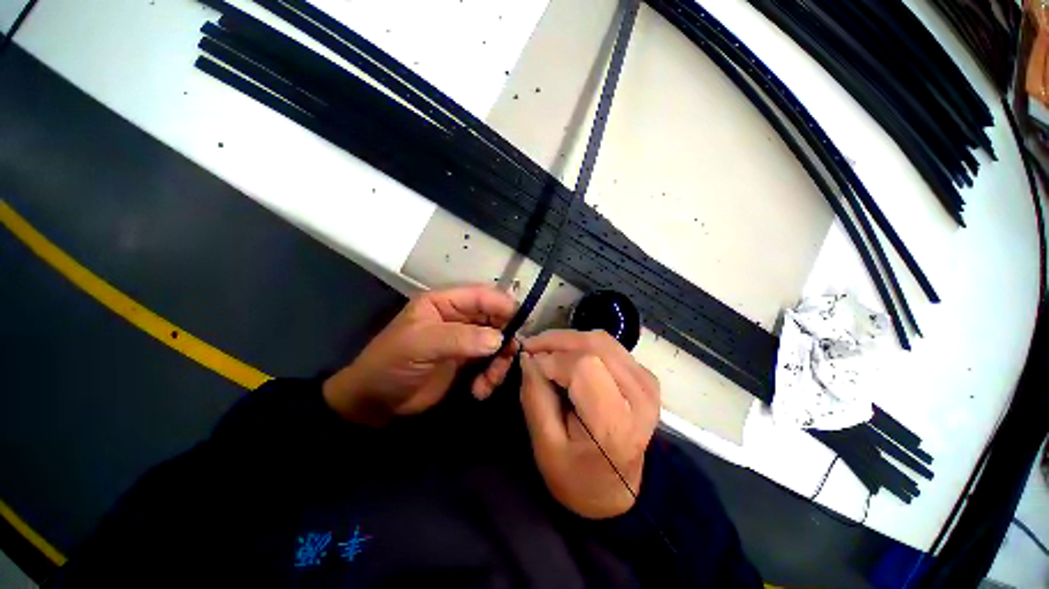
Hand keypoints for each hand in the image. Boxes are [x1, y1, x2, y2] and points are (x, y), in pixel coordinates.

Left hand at [323, 286, 517, 425]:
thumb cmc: (391, 365)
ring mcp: (465, 340)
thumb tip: (499, 339)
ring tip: (489, 381)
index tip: (521, 323)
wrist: (376, 403)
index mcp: (445, 303)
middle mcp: (459, 318)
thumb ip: (459, 338)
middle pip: (496, 319)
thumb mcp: (420, 345)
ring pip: (497, 342)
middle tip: (507, 358)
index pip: (481, 296)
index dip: (503, 306)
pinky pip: (491, 363)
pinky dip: (492, 376)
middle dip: (505, 338)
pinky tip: (480, 390)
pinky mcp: (468, 362)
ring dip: (500, 362)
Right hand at [519, 330, 660, 518]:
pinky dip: (584, 344)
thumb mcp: (545, 445)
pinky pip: (610, 346)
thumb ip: (534, 396)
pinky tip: (568, 356)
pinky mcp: (646, 377)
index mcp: (615, 424)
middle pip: (595, 346)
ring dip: (569, 340)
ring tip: (546, 350)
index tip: (528, 362)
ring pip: (602, 340)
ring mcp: (647, 384)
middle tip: (531, 347)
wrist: (616, 492)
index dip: (551, 358)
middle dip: (557, 341)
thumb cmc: (576, 477)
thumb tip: (527, 357)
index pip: (584, 367)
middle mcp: (639, 397)